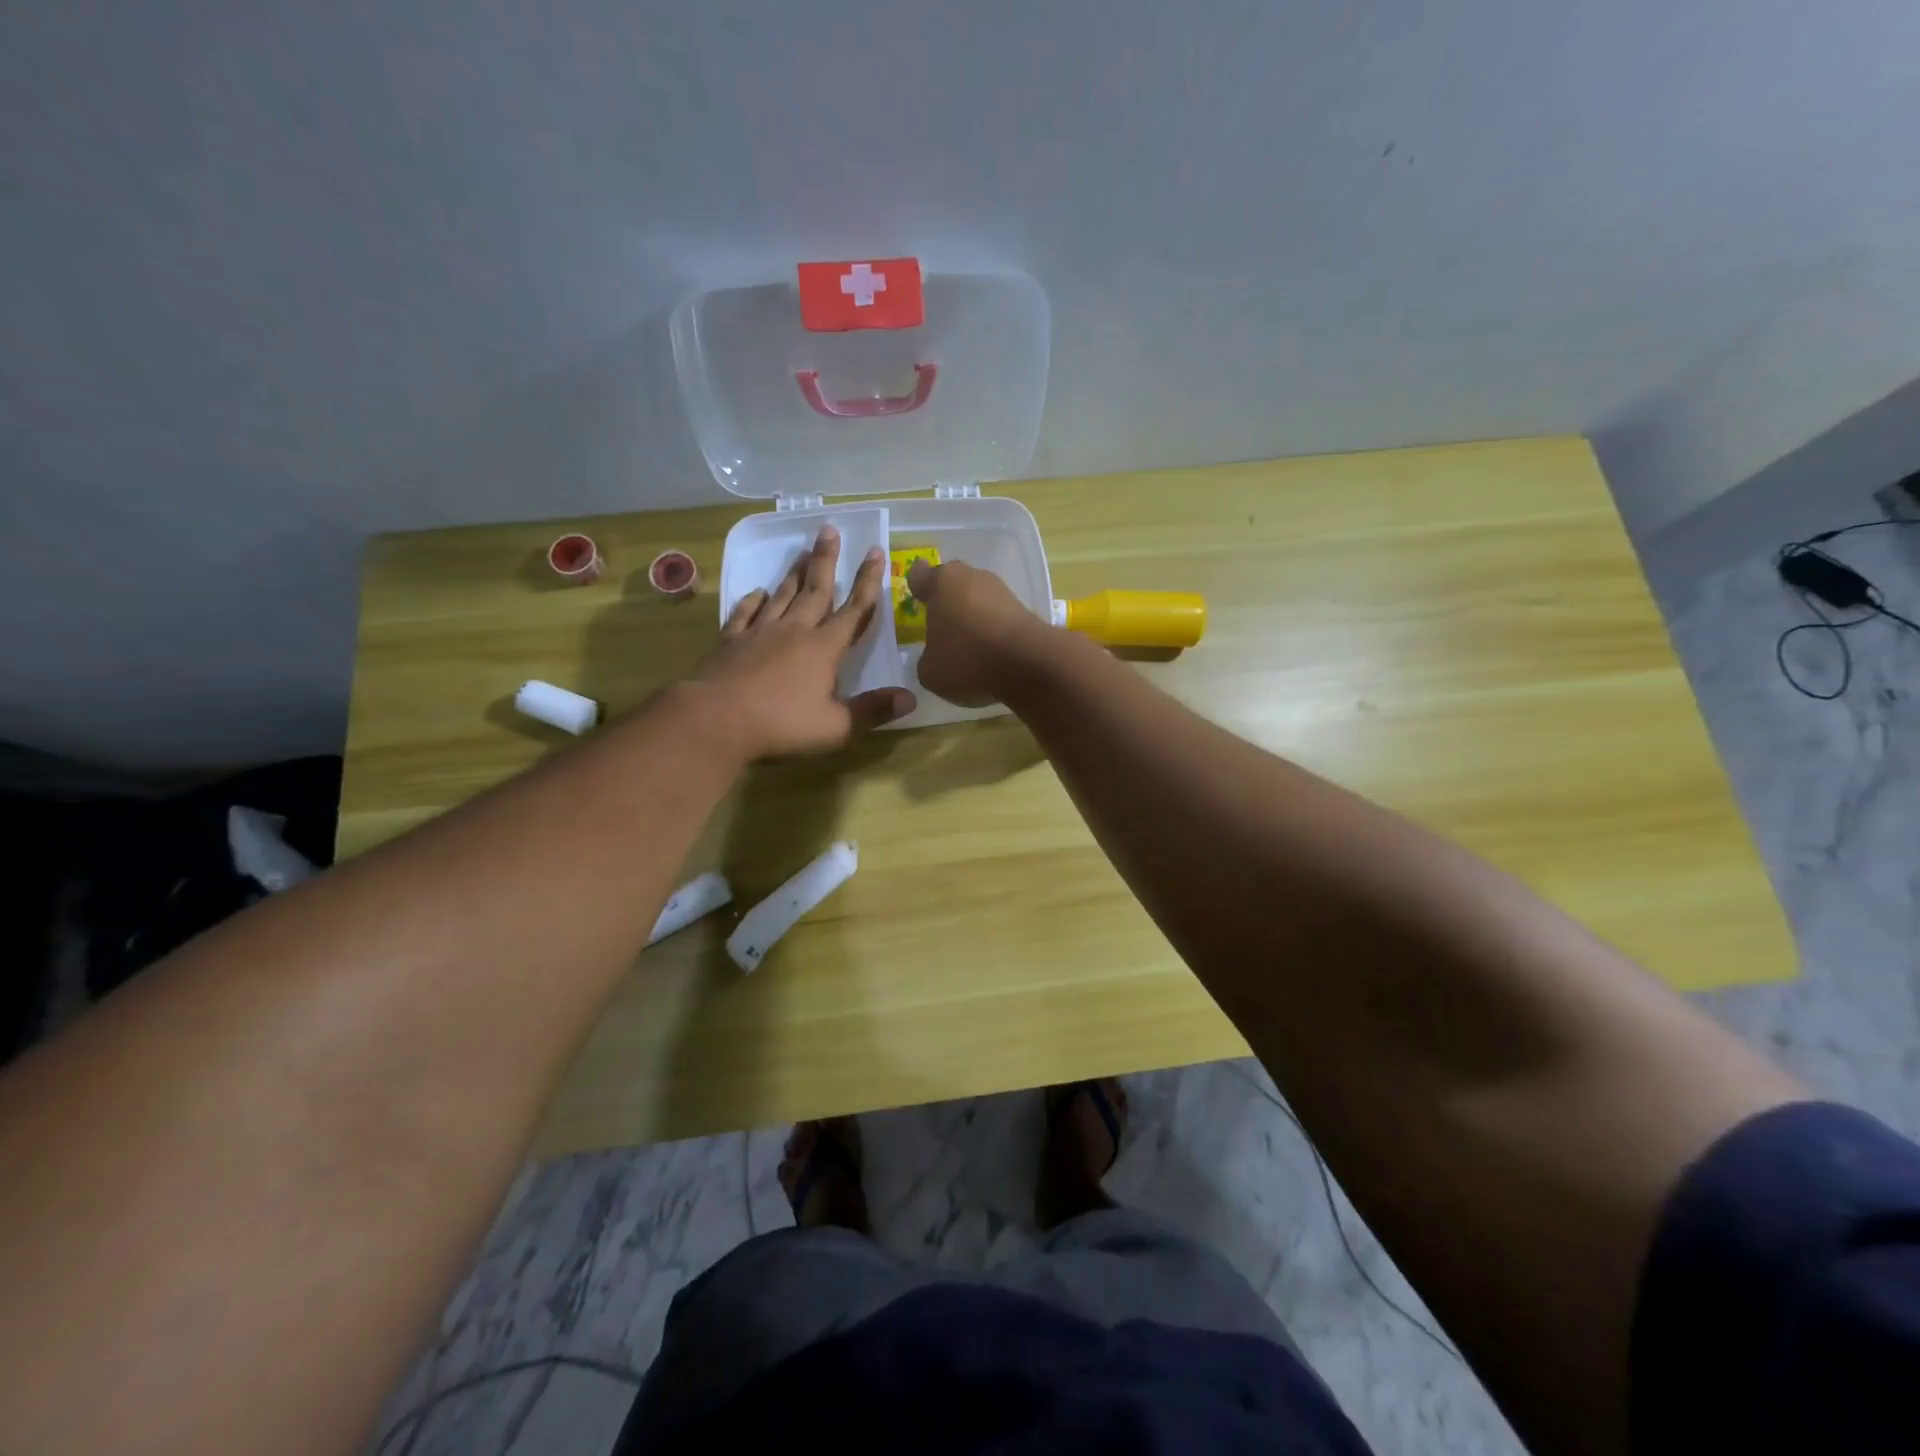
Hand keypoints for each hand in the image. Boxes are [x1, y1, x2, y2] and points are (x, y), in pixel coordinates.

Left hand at [692, 527, 915, 757]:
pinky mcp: (730, 642)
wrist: (715, 720)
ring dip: (795, 574)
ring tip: (802, 553)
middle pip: (816, 590)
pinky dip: (753, 600)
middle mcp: (795, 631)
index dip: (868, 581)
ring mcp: (759, 633)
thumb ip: (872, 711)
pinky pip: (745, 613)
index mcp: (824, 648)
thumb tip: (910, 698)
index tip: (875, 551)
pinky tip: (757, 592)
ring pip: (782, 595)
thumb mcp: (836, 727)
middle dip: (826, 560)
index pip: (854, 610)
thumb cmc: (782, 724)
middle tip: (829, 530)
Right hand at [906, 558, 1055, 706]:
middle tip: (941, 629)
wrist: (1031, 664)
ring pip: (978, 599)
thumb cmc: (968, 660)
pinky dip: (993, 630)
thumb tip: (936, 657)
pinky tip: (991, 653)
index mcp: (942, 582)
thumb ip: (926, 659)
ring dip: (973, 617)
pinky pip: (998, 617)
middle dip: (947, 602)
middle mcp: (972, 576)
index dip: (917, 588)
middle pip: (953, 584)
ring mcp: (1002, 590)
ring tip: (968, 647)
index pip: (920, 575)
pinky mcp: (1025, 608)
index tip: (918, 604)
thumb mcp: (930, 671)